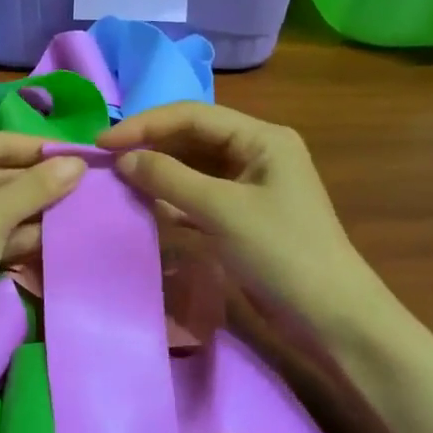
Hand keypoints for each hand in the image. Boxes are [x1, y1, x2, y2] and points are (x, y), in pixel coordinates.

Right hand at [98, 103, 372, 331]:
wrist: (330, 317)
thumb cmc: (281, 252)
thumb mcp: (221, 210)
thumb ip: (169, 178)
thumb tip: (122, 159)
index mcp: (261, 138)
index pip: (192, 115)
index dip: (144, 125)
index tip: (102, 143)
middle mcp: (255, 153)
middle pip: (191, 138)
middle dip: (150, 147)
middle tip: (105, 161)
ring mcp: (248, 186)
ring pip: (192, 167)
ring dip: (158, 173)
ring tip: (117, 181)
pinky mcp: (240, 216)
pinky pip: (197, 196)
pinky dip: (171, 199)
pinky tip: (145, 206)